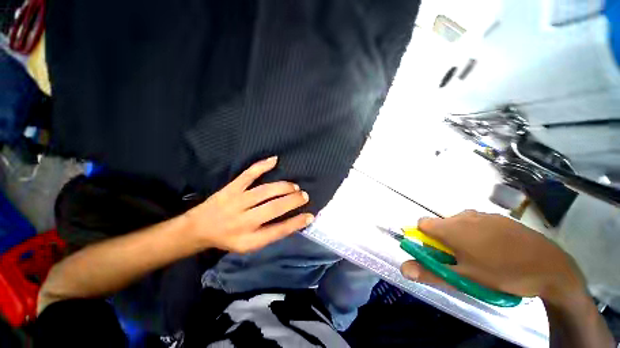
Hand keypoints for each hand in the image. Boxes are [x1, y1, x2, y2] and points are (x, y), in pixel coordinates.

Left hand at [185, 156, 313, 252]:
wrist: (200, 228)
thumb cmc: (227, 239)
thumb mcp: (247, 246)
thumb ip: (266, 237)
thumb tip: (289, 224)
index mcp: (250, 239)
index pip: (279, 231)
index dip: (296, 223)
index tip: (310, 216)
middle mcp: (244, 221)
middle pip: (274, 208)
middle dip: (293, 201)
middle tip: (304, 196)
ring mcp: (237, 202)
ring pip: (264, 192)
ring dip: (283, 187)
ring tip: (295, 187)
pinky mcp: (230, 189)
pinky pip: (247, 175)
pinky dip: (261, 166)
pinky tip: (274, 160)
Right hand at [400, 211, 586, 305]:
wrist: (541, 264)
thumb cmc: (499, 274)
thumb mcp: (464, 278)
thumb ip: (432, 271)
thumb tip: (404, 267)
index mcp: (458, 228)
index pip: (426, 224)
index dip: (421, 239)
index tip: (427, 257)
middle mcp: (471, 216)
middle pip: (445, 224)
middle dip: (441, 244)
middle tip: (451, 267)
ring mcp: (489, 216)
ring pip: (464, 225)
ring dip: (459, 241)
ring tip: (469, 263)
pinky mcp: (502, 221)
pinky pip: (480, 225)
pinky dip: (476, 238)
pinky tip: (488, 255)